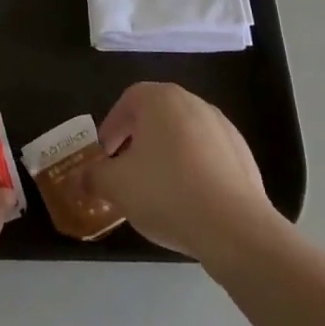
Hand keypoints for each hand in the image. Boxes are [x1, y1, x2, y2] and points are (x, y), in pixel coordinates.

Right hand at [85, 82, 281, 264]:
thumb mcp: (117, 187)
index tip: (106, 155)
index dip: (112, 126)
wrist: (234, 226)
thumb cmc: (166, 192)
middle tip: (126, 170)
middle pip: (157, 115)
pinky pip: (208, 155)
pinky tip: (189, 200)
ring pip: (184, 135)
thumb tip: (81, 177)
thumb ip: (94, 177)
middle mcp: (193, 102)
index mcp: (160, 99)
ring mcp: (222, 126)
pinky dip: (194, 169)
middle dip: (138, 140)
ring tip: (158, 189)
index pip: (128, 101)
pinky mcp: (243, 153)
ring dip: (167, 155)